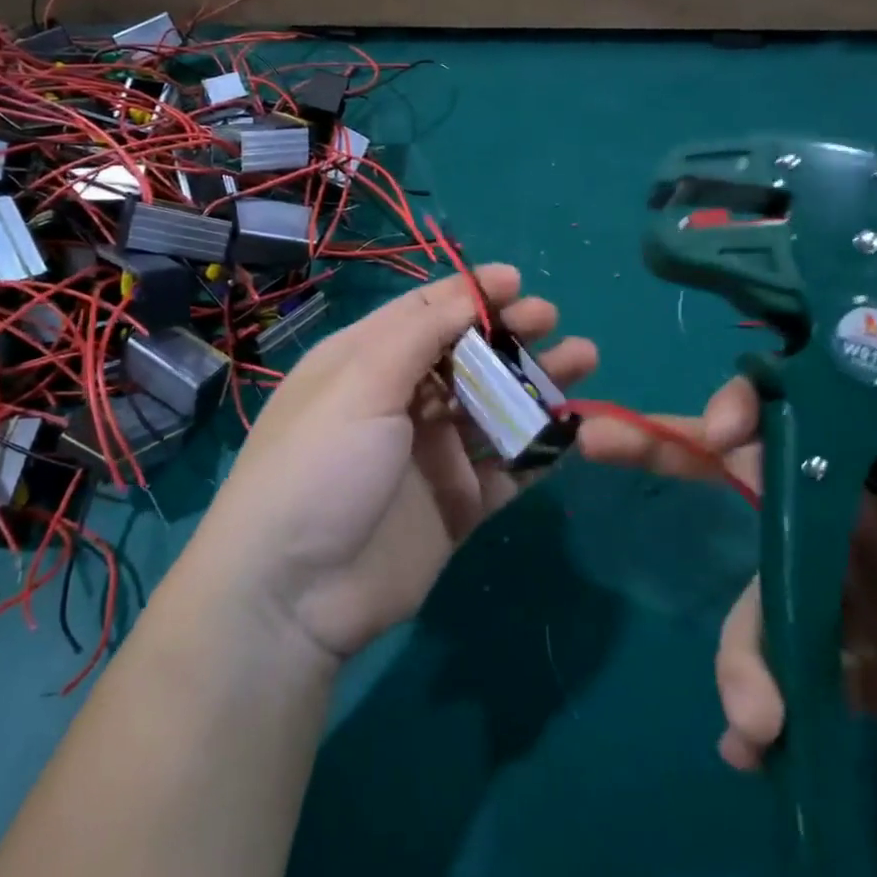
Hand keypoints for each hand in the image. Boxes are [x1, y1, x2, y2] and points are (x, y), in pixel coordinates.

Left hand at [197, 265, 596, 663]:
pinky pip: (507, 466)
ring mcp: (431, 454)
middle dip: (509, 333)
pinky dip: (539, 446)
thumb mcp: (360, 383)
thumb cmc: (320, 466)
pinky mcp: (457, 503)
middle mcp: (400, 402)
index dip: (470, 294)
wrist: (293, 595)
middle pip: (467, 356)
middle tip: (549, 321)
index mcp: (366, 363)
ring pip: (494, 406)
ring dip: (535, 382)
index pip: (425, 314)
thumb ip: (421, 333)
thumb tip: (471, 290)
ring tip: (583, 361)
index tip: (517, 282)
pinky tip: (573, 428)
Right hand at [579, 377, 876, 802]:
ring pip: (751, 588)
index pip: (811, 408)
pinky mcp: (835, 659)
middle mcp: (854, 509)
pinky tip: (750, 747)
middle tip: (596, 439)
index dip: (755, 403)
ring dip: (736, 647)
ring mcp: (835, 583)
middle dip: (670, 448)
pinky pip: (770, 663)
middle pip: (745, 468)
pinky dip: (750, 699)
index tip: (725, 433)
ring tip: (754, 715)